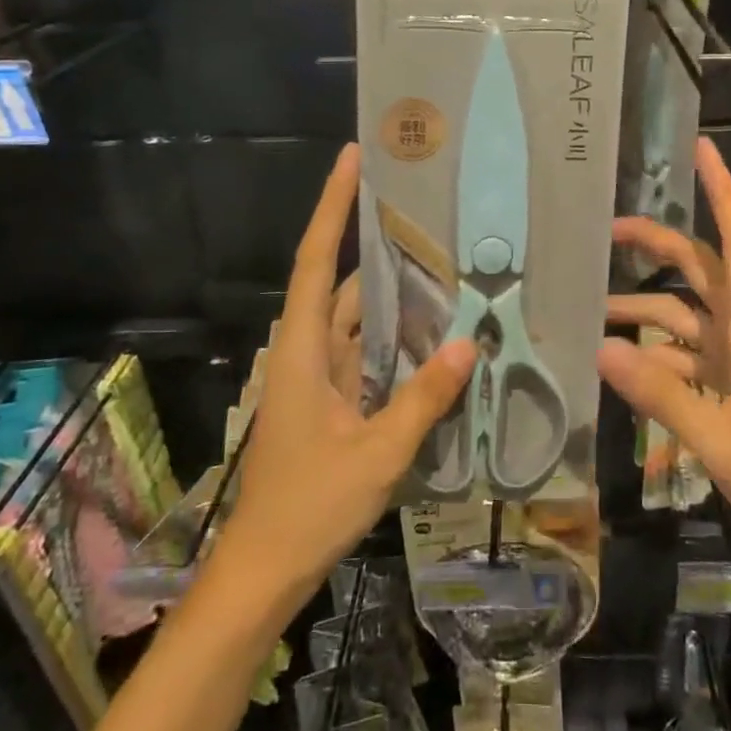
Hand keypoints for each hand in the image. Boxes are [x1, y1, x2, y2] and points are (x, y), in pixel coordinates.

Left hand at [221, 145, 476, 591]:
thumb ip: (423, 399)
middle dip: (375, 245)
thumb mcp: (377, 454)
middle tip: (424, 213)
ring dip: (390, 294)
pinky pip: (364, 353)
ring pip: (355, 320)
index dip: (332, 207)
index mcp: (303, 351)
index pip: (316, 260)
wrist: (263, 571)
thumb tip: (467, 345)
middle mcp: (307, 352)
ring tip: (440, 263)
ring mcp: (318, 378)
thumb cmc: (309, 508)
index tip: (353, 159)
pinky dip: (393, 337)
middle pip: (340, 283)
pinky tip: (431, 332)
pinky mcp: (330, 402)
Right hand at [598, 139, 730, 566]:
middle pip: (699, 270)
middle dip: (657, 244)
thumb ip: (661, 394)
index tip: (702, 150)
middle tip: (606, 232)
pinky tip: (621, 365)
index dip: (722, 192)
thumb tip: (601, 348)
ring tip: (592, 313)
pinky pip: (684, 357)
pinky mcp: (729, 390)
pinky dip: (653, 354)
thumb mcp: (721, 439)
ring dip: (642, 309)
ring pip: (683, 317)